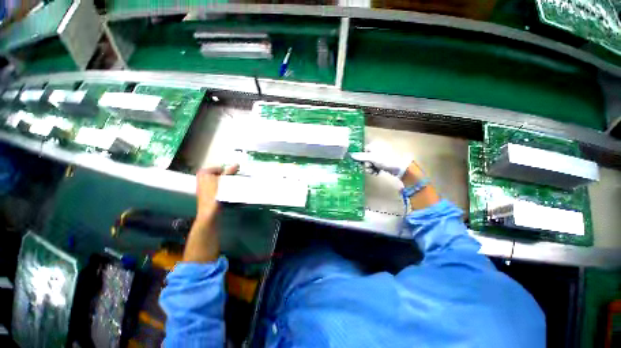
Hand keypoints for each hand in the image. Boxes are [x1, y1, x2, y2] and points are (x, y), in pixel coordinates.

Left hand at [196, 164, 238, 219]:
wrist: (210, 211)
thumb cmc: (216, 194)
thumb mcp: (225, 180)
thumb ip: (230, 171)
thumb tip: (236, 164)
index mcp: (203, 173)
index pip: (220, 168)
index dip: (228, 171)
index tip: (234, 176)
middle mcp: (201, 178)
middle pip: (218, 175)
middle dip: (226, 177)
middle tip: (233, 181)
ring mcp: (202, 187)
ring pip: (218, 181)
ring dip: (225, 183)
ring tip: (230, 187)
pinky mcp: (206, 194)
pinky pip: (216, 188)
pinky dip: (221, 189)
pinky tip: (226, 193)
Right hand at [351, 142, 413, 179]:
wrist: (400, 168)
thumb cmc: (385, 160)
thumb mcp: (372, 158)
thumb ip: (361, 156)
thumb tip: (350, 154)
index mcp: (374, 145)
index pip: (363, 150)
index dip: (361, 157)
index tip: (362, 163)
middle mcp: (376, 149)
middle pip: (365, 158)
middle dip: (366, 165)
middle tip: (369, 168)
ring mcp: (380, 156)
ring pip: (370, 163)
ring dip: (370, 168)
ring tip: (373, 172)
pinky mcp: (382, 163)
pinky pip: (375, 166)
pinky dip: (374, 170)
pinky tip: (377, 173)